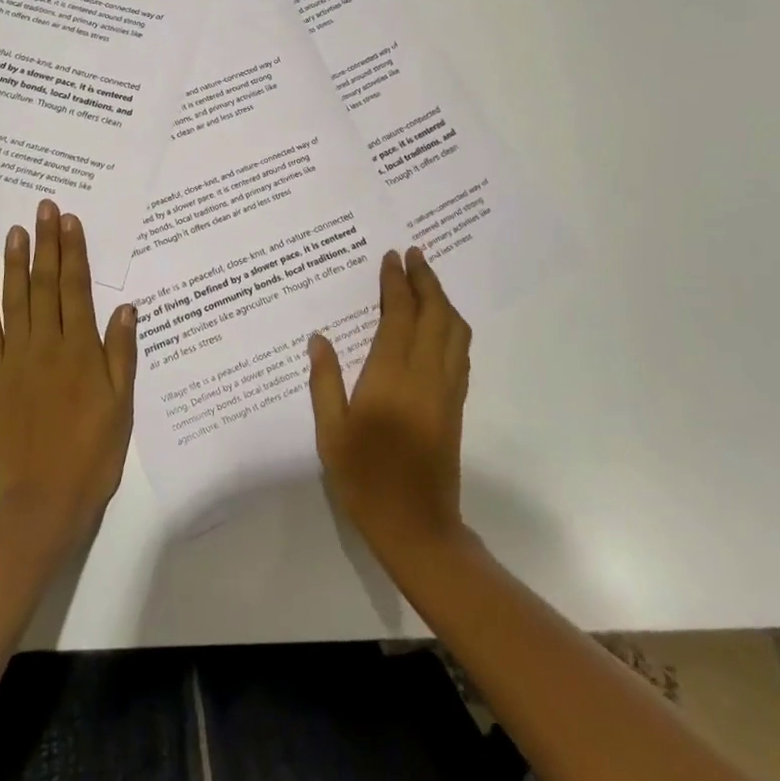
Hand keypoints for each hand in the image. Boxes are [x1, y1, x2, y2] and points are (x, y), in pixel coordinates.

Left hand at [0, 200, 136, 552]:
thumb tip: (126, 307)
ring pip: (15, 301)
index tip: (71, 221)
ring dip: (16, 263)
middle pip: (45, 285)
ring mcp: (14, 361)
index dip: (74, 252)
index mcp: (80, 351)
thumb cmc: (92, 452)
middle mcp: (46, 346)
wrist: (43, 500)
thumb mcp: (121, 405)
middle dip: (46, 243)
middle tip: (44, 208)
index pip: (76, 289)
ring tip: (16, 230)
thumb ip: (121, 354)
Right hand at [308, 247, 472, 569]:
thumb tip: (319, 338)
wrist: (417, 526)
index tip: (391, 257)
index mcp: (391, 376)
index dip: (396, 282)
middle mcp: (426, 374)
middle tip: (414, 254)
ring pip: (455, 330)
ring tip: (426, 281)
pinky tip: (439, 324)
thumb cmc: (365, 479)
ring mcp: (447, 389)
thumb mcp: (331, 433)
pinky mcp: (457, 404)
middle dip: (426, 279)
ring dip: (443, 299)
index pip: (399, 314)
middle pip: (435, 313)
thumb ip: (325, 382)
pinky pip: (460, 351)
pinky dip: (451, 325)